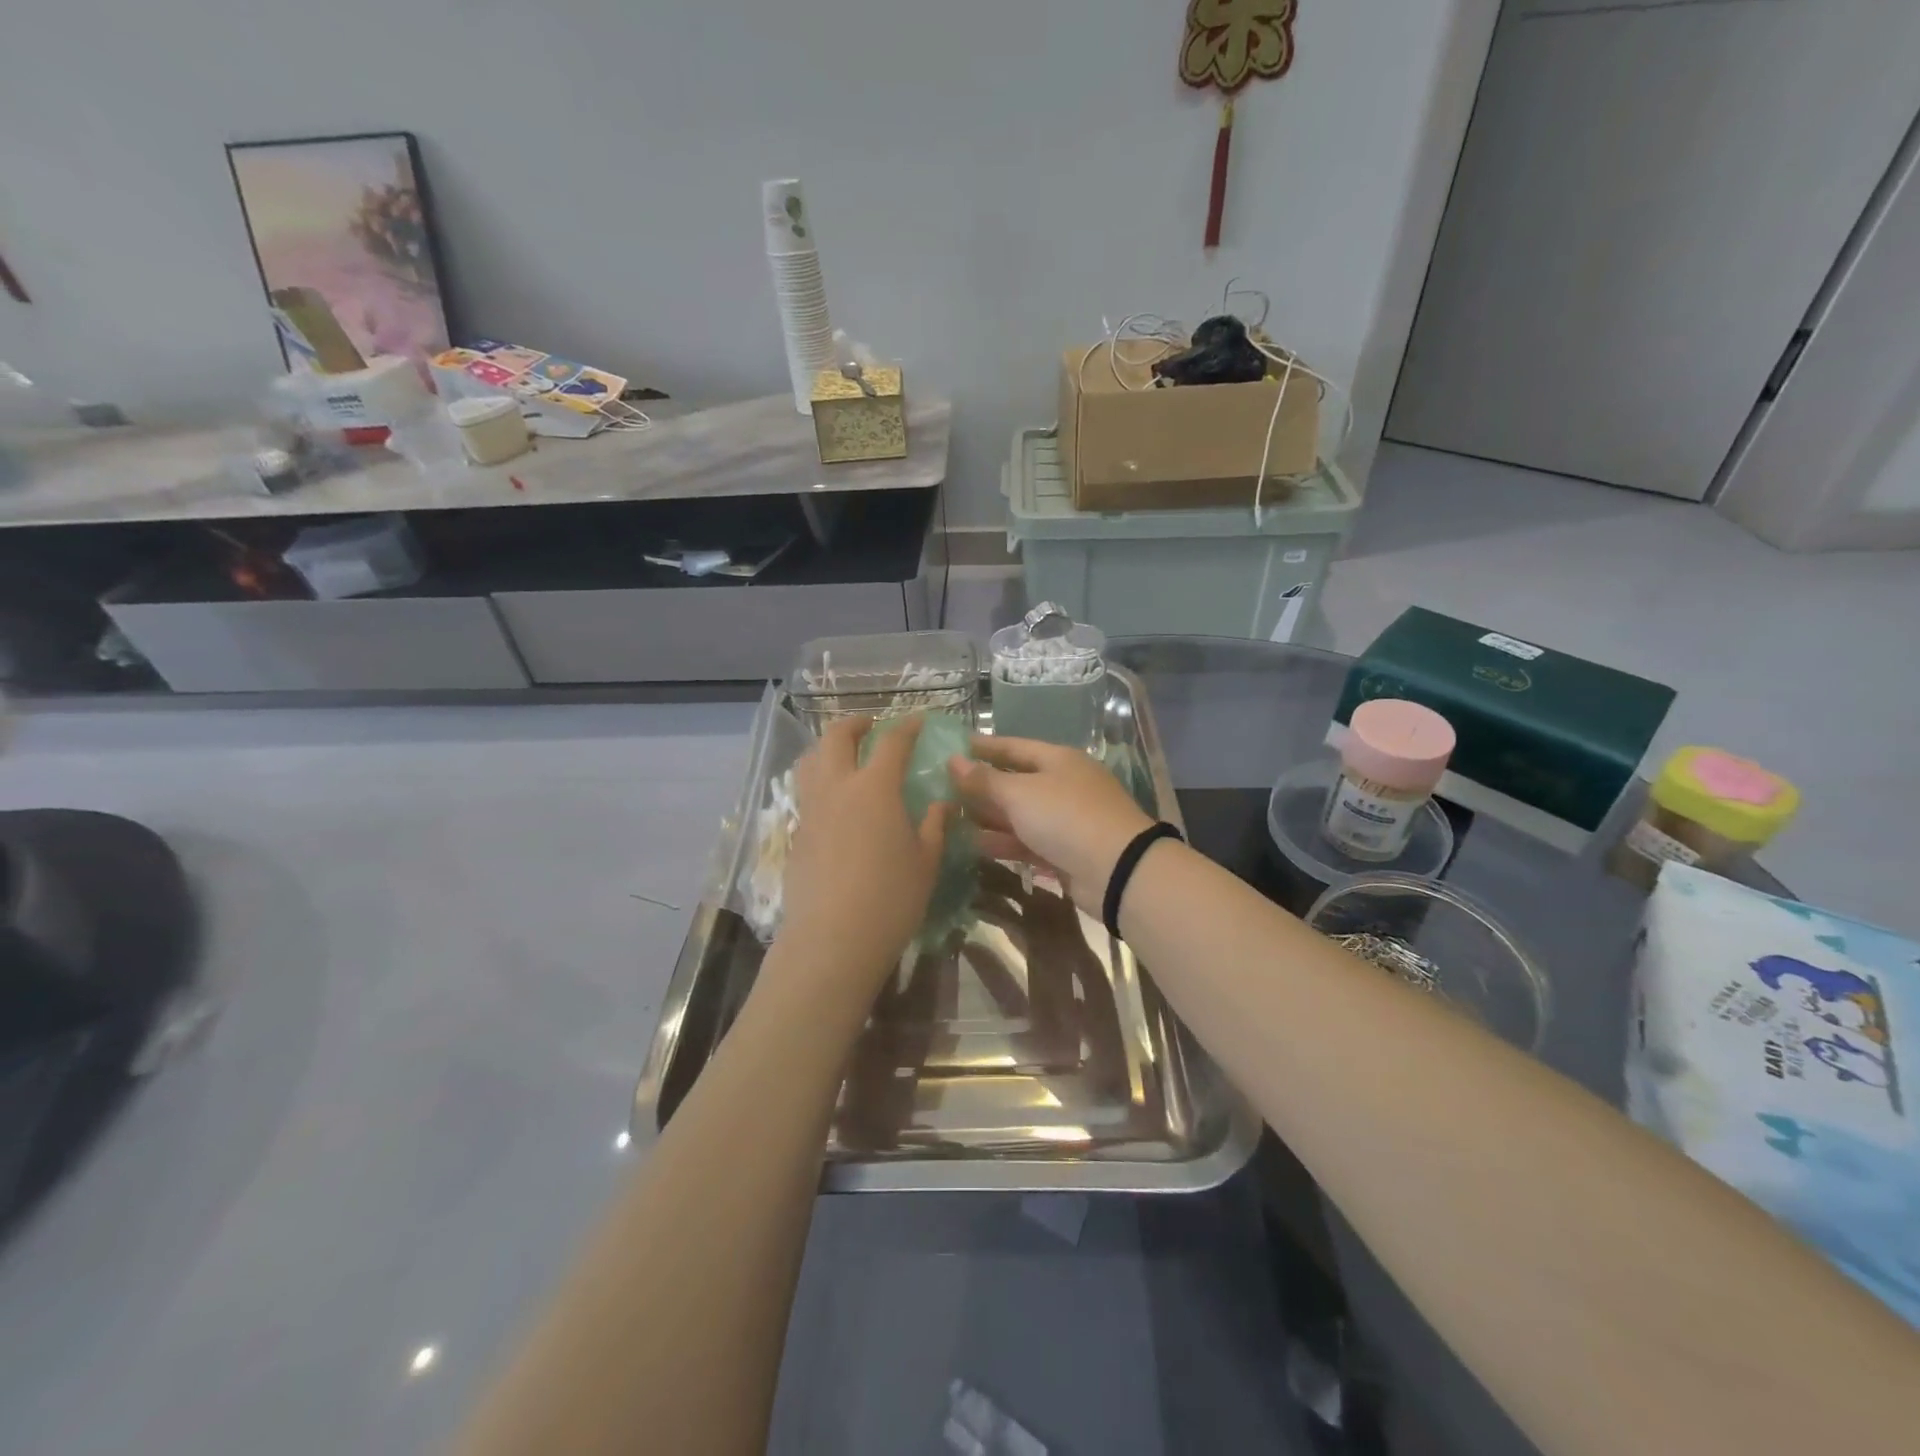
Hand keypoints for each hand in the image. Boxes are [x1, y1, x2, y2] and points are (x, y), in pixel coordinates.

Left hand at [776, 716, 953, 994]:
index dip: (907, 726)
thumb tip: (942, 804)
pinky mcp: (796, 835)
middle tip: (871, 726)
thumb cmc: (890, 898)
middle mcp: (837, 788)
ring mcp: (811, 811)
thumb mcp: (925, 861)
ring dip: (828, 748)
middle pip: (836, 737)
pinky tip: (836, 806)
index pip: (891, 742)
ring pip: (810, 761)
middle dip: (855, 723)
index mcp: (874, 788)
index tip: (919, 719)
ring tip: (845, 757)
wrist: (832, 940)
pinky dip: (820, 784)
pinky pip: (806, 795)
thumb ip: (934, 825)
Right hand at [949, 735, 1153, 916]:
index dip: (983, 747)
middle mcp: (1063, 785)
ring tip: (950, 818)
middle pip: (1015, 781)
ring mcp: (1066, 820)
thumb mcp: (1020, 793)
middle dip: (981, 786)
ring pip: (1020, 815)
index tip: (952, 748)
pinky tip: (974, 845)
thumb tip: (953, 760)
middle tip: (942, 788)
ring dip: (988, 817)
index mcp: (1058, 760)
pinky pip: (1027, 841)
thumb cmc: (1066, 817)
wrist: (1117, 870)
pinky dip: (1003, 842)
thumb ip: (984, 779)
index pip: (1014, 746)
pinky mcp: (1065, 852)